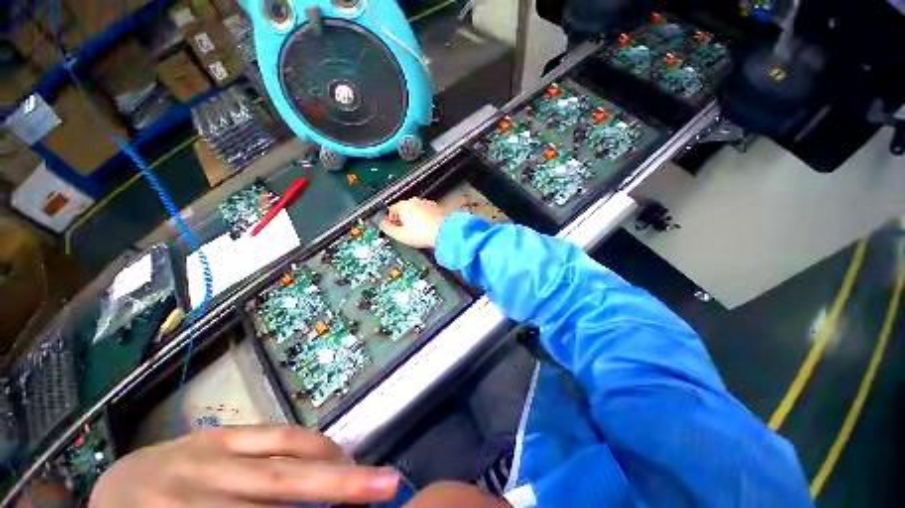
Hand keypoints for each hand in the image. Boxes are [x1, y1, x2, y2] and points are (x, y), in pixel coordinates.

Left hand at [90, 425, 399, 506]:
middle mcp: (192, 493)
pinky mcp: (218, 432)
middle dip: (337, 488)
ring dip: (330, 467)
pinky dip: (310, 444)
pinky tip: (331, 452)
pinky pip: (275, 434)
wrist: (119, 489)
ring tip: (363, 473)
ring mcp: (205, 455)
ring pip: (281, 461)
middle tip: (387, 486)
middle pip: (274, 492)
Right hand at [380, 197, 448, 248]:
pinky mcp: (436, 208)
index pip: (391, 209)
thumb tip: (382, 225)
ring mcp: (427, 204)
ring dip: (413, 219)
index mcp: (404, 206)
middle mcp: (415, 202)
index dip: (390, 220)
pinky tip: (426, 229)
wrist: (445, 233)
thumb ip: (387, 228)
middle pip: (403, 209)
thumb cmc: (425, 234)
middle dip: (402, 220)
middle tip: (405, 232)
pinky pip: (425, 213)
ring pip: (415, 210)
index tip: (393, 228)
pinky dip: (424, 219)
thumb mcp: (400, 235)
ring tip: (417, 232)